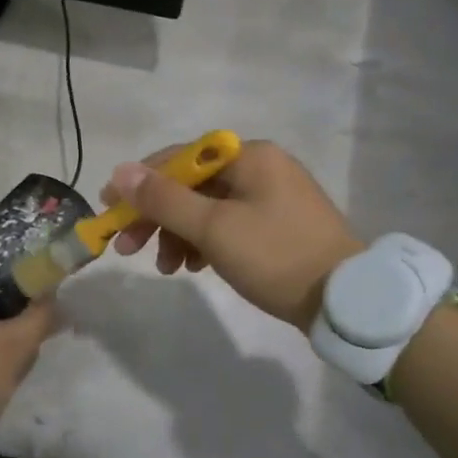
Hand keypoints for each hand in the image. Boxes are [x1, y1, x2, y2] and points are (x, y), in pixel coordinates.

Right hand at [102, 140, 362, 330]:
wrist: (346, 302)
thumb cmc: (275, 256)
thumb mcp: (213, 228)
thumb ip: (164, 199)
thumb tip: (120, 171)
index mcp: (250, 156)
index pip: (180, 157)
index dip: (140, 182)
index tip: (110, 209)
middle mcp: (262, 167)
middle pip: (192, 184)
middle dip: (157, 216)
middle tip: (128, 247)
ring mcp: (273, 197)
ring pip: (209, 207)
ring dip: (179, 234)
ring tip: (166, 268)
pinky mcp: (279, 225)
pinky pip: (229, 224)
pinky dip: (205, 242)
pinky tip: (194, 267)